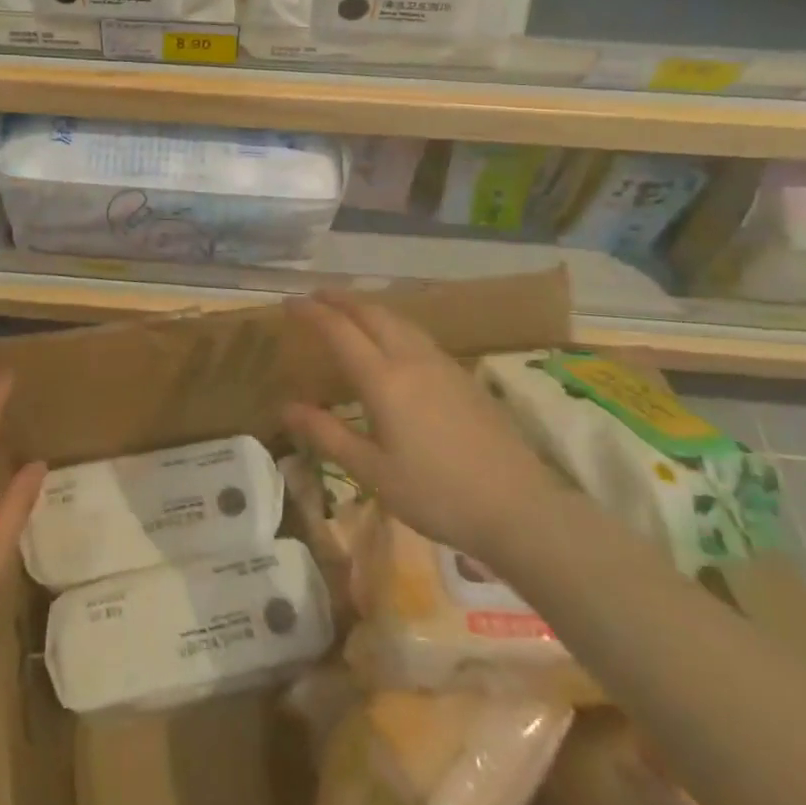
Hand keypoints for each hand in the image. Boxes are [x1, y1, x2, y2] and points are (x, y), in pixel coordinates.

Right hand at [282, 293, 559, 555]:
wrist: (519, 507)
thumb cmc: (437, 494)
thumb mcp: (372, 472)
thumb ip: (327, 434)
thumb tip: (285, 407)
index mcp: (384, 380)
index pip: (340, 331)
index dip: (312, 313)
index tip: (289, 302)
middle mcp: (412, 360)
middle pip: (373, 314)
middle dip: (341, 300)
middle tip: (316, 297)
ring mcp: (443, 365)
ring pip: (399, 320)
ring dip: (369, 308)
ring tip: (350, 311)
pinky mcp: (464, 377)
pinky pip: (418, 335)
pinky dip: (393, 324)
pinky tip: (394, 340)